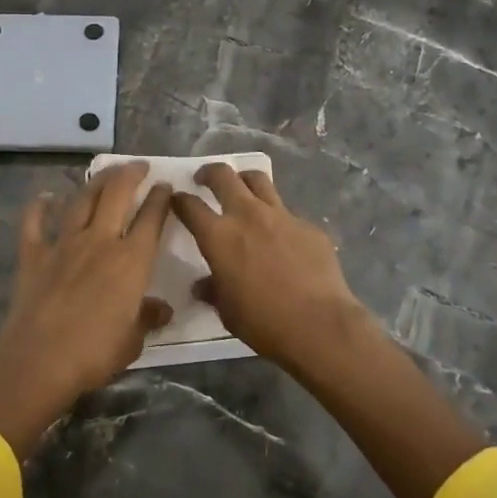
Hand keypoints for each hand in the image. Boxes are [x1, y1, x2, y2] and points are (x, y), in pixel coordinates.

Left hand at [0, 162, 174, 458]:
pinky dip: (39, 207)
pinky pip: (35, 223)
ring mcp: (64, 244)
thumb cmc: (94, 353)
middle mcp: (100, 242)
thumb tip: (163, 310)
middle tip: (138, 166)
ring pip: (82, 200)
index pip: (152, 219)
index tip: (165, 186)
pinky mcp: (33, 254)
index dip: (160, 198)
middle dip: (130, 174)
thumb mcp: (133, 341)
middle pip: (117, 194)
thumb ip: (147, 318)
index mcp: (131, 261)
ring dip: (96, 182)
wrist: (38, 360)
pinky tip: (45, 197)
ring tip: (106, 172)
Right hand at [171, 163, 371, 377]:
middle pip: (224, 176)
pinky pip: (287, 212)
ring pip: (258, 180)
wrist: (319, 324)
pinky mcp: (308, 226)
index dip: (179, 200)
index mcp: (219, 236)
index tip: (177, 200)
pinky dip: (276, 216)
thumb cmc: (263, 322)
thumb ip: (213, 290)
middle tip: (205, 179)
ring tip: (242, 188)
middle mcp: (247, 215)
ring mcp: (281, 215)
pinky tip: (280, 235)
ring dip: (244, 180)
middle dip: (209, 173)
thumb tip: (202, 285)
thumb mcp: (228, 311)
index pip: (190, 206)